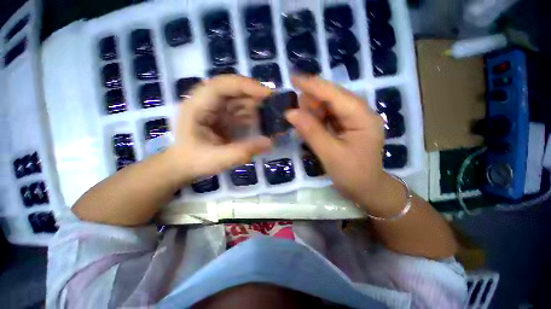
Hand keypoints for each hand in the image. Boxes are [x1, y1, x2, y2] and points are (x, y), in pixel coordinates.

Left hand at [171, 75, 271, 181]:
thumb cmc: (195, 161)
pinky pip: (240, 110)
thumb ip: (244, 151)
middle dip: (254, 94)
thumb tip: (269, 142)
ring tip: (272, 114)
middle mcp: (206, 102)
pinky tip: (263, 122)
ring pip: (238, 99)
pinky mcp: (223, 116)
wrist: (183, 166)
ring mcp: (215, 109)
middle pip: (232, 89)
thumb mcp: (218, 159)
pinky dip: (253, 114)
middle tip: (274, 103)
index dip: (245, 85)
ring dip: (255, 105)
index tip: (266, 94)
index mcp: (197, 106)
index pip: (221, 85)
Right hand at [286, 76, 388, 207]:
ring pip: (328, 106)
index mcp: (362, 117)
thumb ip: (311, 131)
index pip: (334, 94)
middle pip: (332, 97)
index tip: (292, 78)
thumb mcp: (330, 154)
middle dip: (311, 101)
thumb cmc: (352, 174)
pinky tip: (309, 125)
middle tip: (294, 112)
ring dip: (312, 111)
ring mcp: (354, 118)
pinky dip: (316, 119)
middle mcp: (360, 112)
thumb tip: (290, 113)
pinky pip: (328, 116)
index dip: (313, 85)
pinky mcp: (347, 126)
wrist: (367, 189)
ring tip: (301, 121)